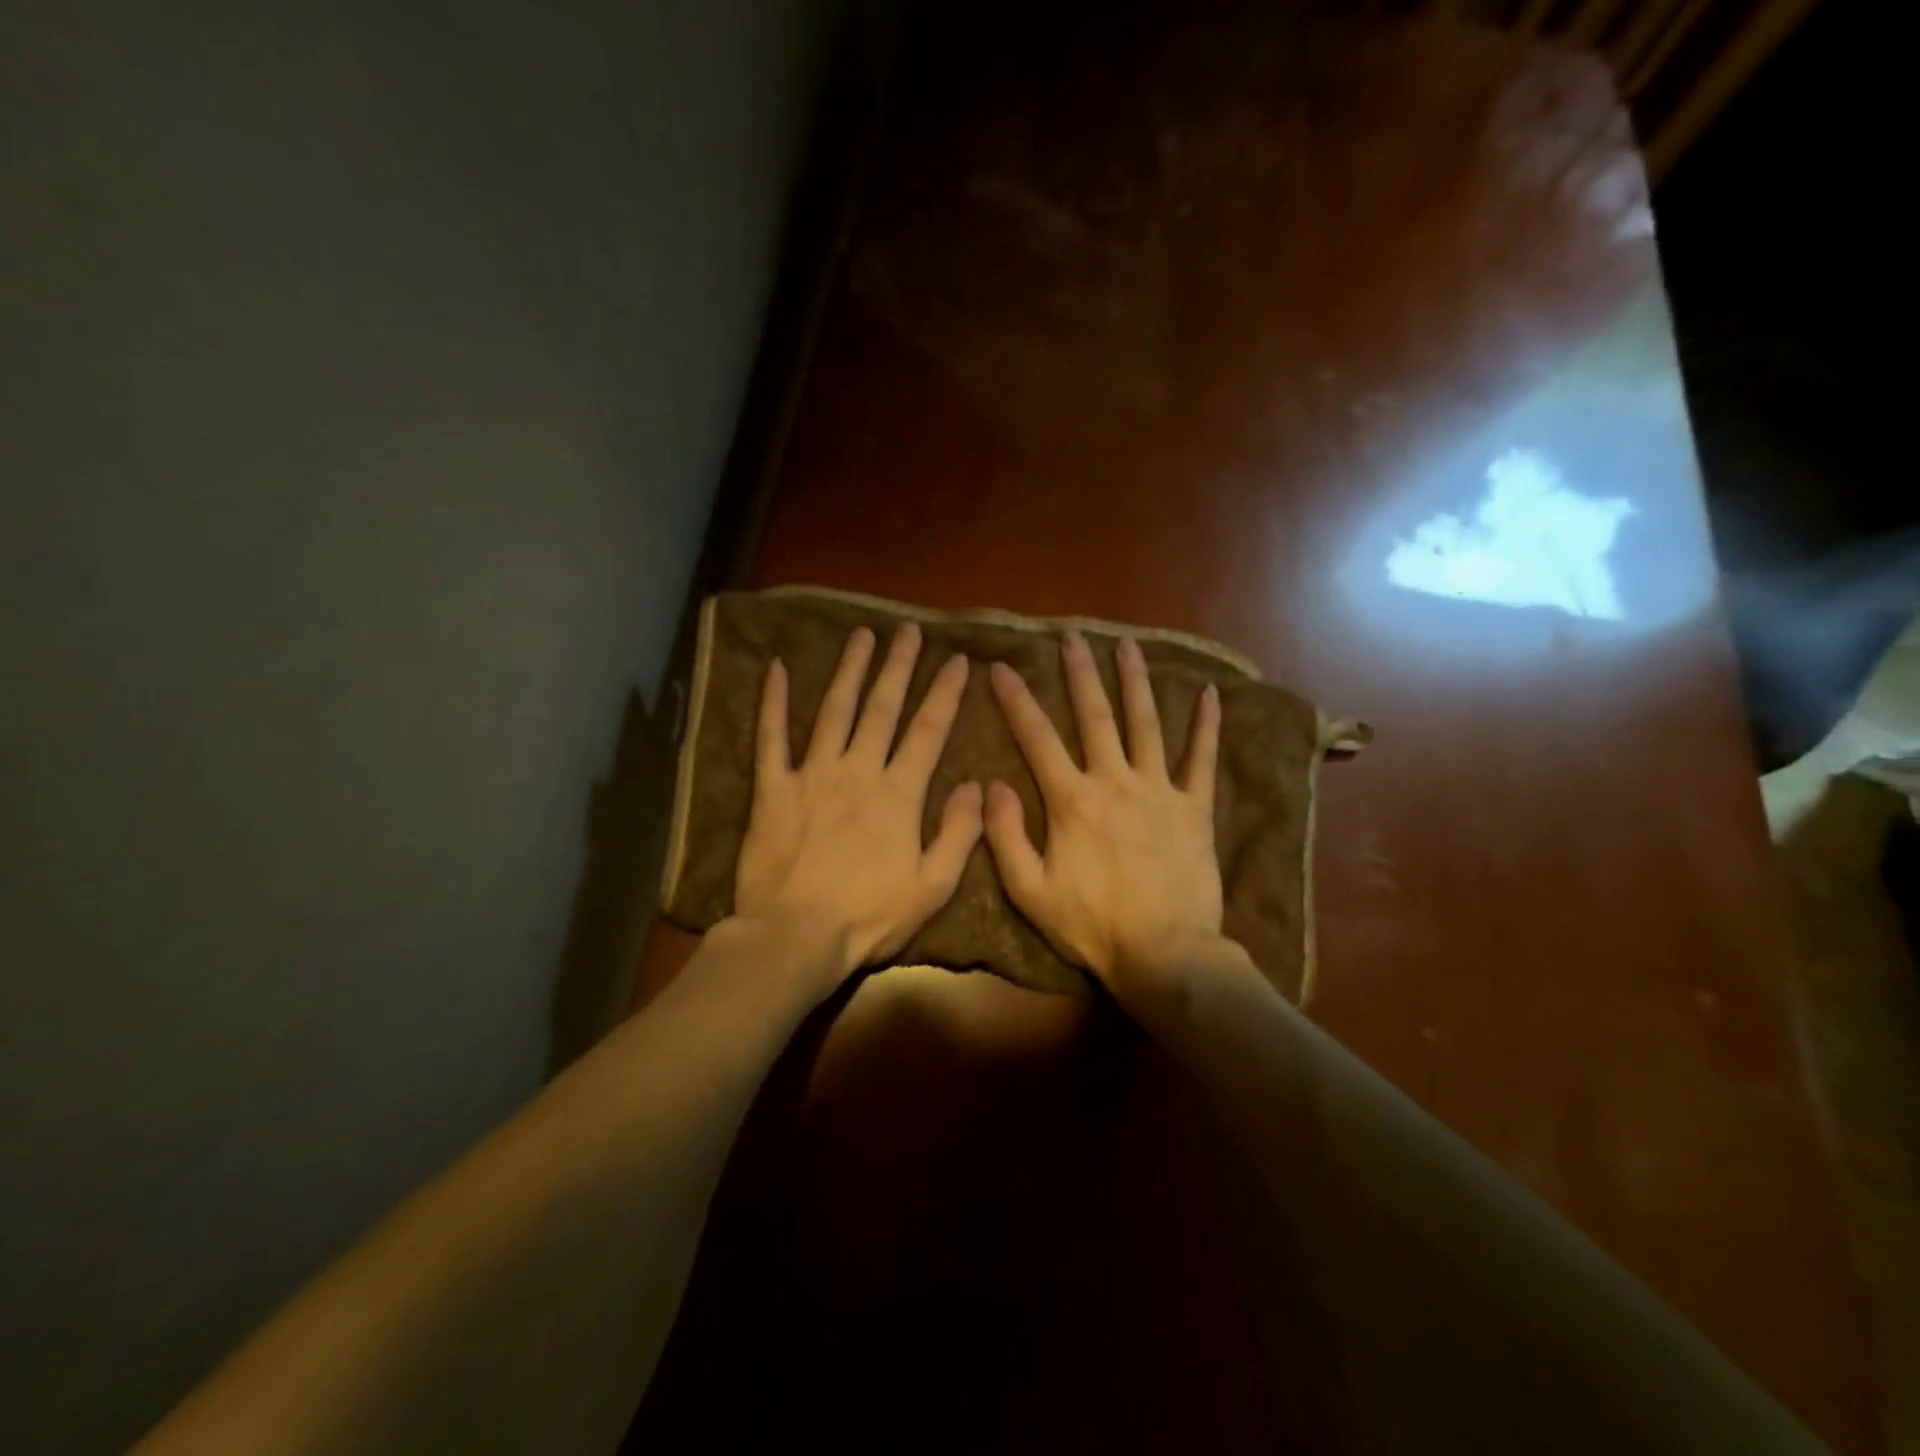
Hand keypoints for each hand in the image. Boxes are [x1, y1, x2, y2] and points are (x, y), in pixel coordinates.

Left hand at [733, 624, 982, 994]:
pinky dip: (772, 703)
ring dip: (849, 671)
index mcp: (898, 794)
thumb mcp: (933, 886)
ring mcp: (811, 775)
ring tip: (861, 636)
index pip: (928, 732)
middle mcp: (857, 771)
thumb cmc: (868, 916)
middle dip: (899, 666)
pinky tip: (775, 668)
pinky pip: (770, 738)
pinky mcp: (772, 789)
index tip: (958, 661)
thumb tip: (976, 785)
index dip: (945, 694)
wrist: (794, 936)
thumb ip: (959, 832)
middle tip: (909, 630)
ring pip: (833, 711)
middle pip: (882, 708)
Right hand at [985, 632, 1223, 1007]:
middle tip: (1072, 637)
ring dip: (1135, 682)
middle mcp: (1114, 781)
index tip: (1001, 667)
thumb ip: (1005, 835)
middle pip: (1094, 716)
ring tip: (1128, 646)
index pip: (1036, 738)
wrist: (1164, 953)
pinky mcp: (1194, 808)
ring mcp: (1159, 790)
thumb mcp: (1029, 890)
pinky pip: (1201, 760)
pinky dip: (1206, 726)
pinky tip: (1209, 694)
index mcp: (1071, 800)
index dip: (1016, 700)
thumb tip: (991, 784)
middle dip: (1080, 674)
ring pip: (1145, 724)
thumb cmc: (1091, 925)